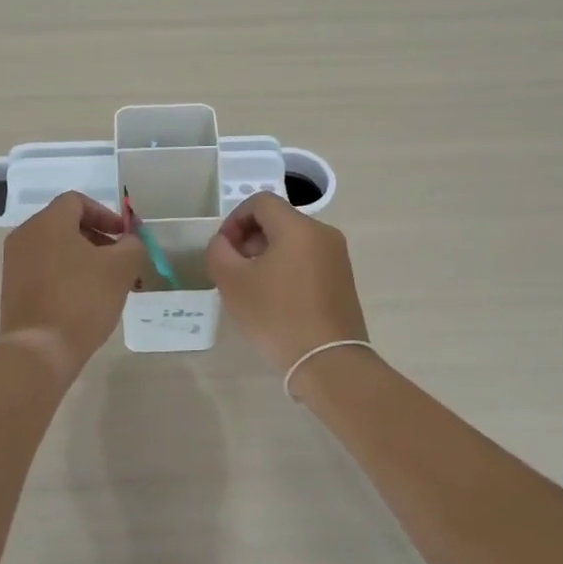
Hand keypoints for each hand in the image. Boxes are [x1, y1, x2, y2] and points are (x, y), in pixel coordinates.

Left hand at [0, 192, 147, 377]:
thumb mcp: (121, 269)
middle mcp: (25, 235)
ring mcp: (14, 262)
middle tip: (118, 259)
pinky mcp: (12, 288)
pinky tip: (82, 298)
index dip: (105, 214)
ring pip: (54, 247)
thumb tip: (129, 240)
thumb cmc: (82, 300)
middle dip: (96, 236)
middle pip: (64, 223)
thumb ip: (132, 245)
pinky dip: (65, 273)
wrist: (40, 350)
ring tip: (104, 282)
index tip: (123, 237)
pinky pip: (43, 268)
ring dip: (82, 257)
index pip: (77, 201)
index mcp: (48, 223)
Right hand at [206, 192, 369, 372]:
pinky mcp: (343, 280)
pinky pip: (308, 260)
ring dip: (267, 254)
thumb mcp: (233, 282)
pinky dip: (286, 267)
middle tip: (233, 269)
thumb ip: (219, 252)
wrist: (328, 361)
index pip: (260, 202)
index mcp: (298, 227)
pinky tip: (275, 299)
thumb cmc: (277, 316)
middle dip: (250, 238)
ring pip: (293, 241)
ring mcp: (337, 257)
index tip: (224, 249)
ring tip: (252, 286)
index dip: (234, 219)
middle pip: (278, 220)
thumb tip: (224, 243)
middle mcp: (323, 234)